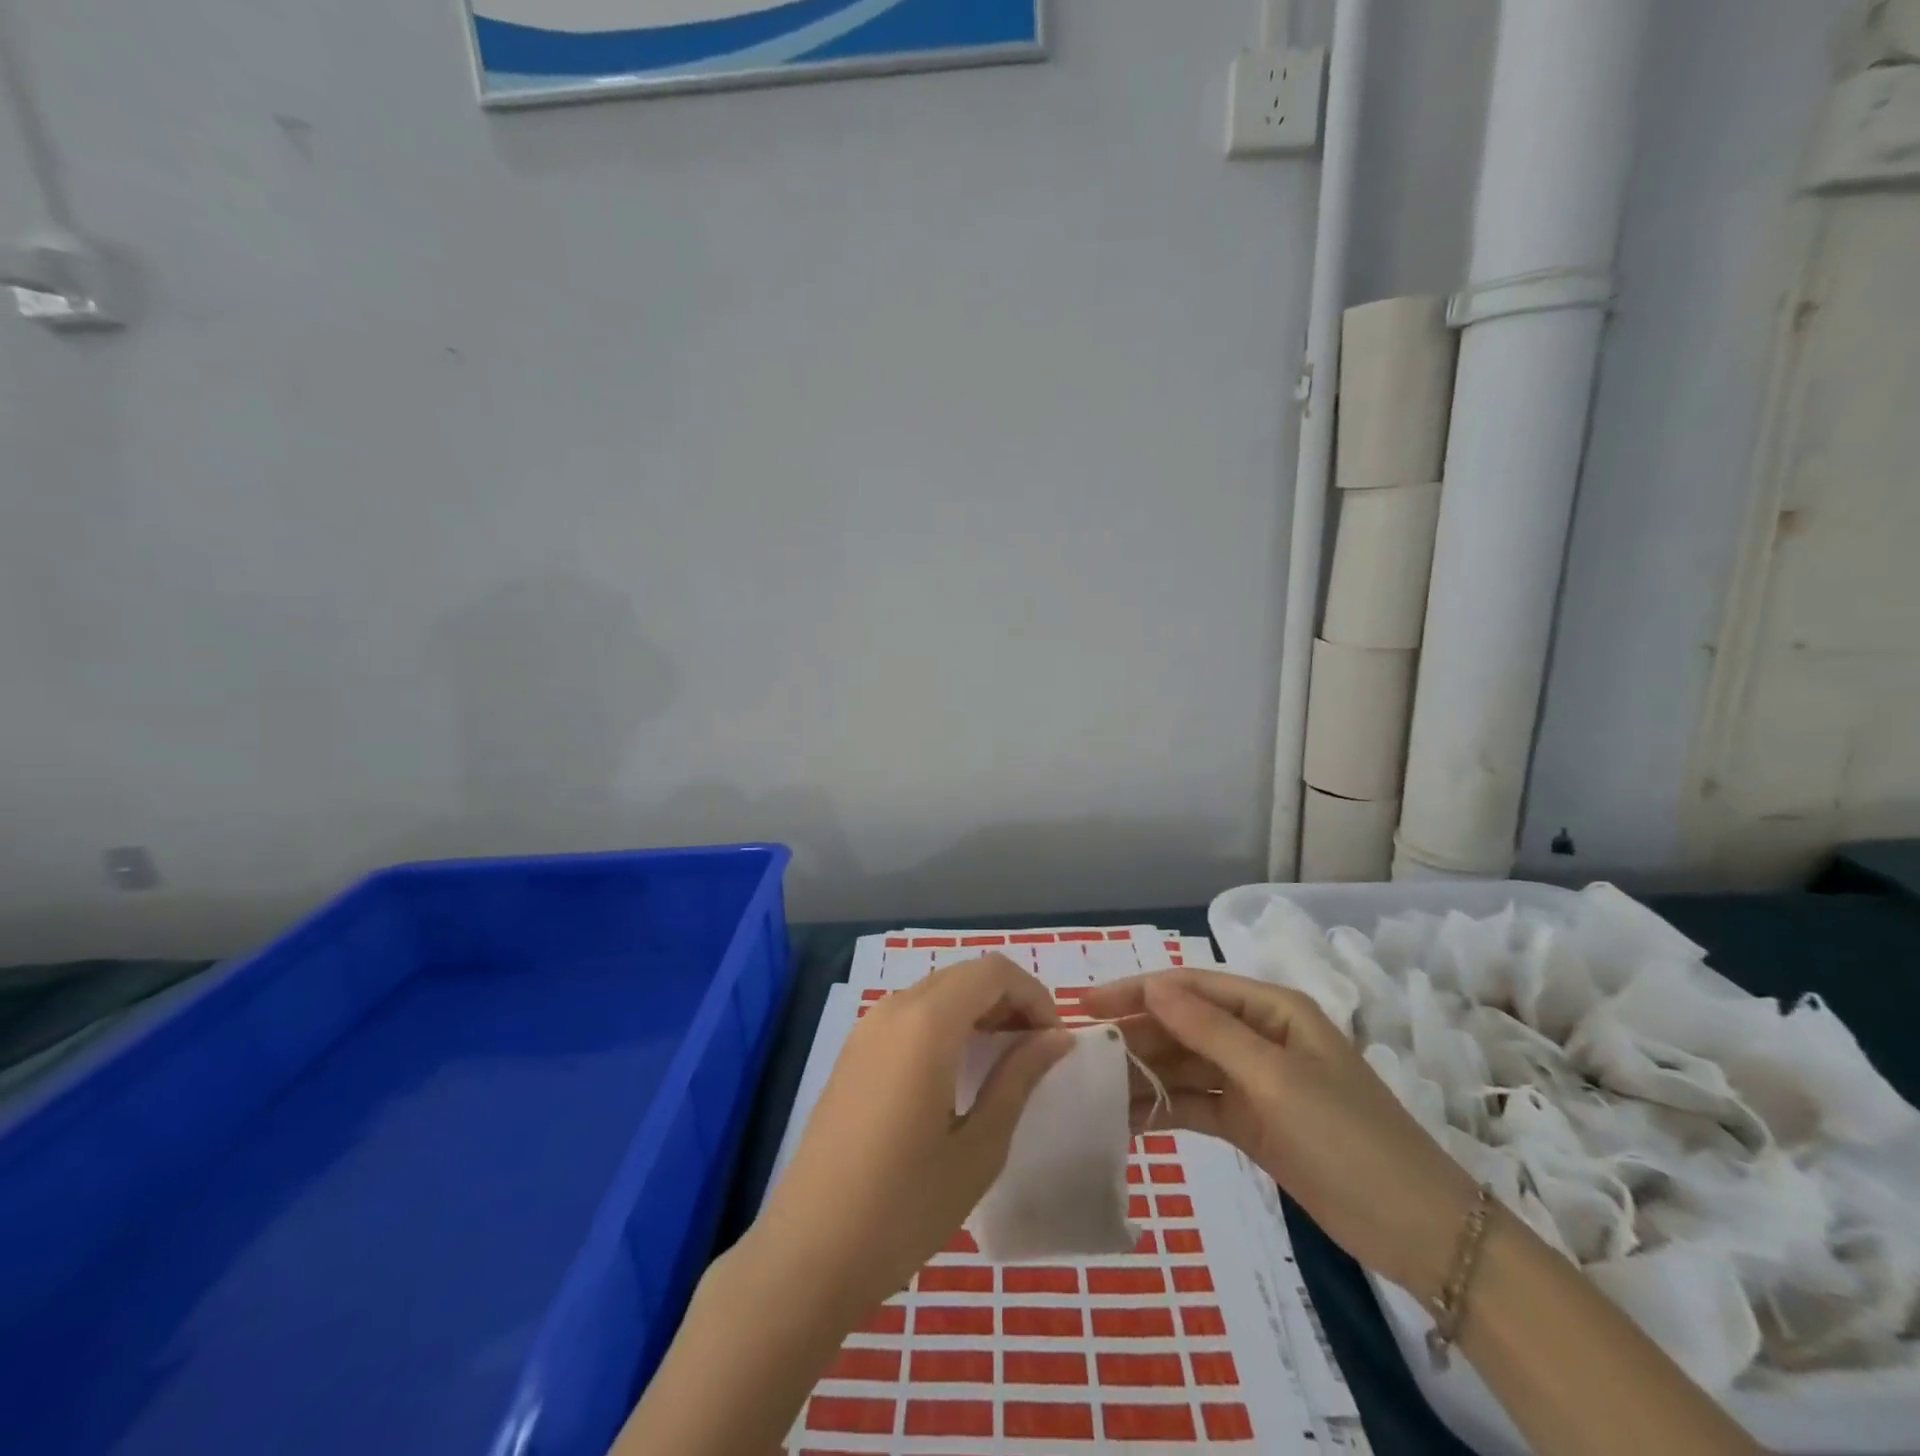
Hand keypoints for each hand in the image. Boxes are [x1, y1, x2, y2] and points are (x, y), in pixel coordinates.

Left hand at [754, 954, 1072, 1317]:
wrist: (808, 1253)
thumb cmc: (904, 1208)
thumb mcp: (979, 1148)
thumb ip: (1019, 1079)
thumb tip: (1057, 1036)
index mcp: (927, 1023)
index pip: (993, 971)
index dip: (1034, 995)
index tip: (1054, 1041)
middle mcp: (894, 1009)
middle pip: (964, 974)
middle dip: (1008, 999)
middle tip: (1035, 1051)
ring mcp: (866, 1028)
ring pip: (936, 991)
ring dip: (977, 1009)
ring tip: (1003, 1061)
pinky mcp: (852, 1051)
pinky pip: (910, 1014)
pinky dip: (945, 1023)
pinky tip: (957, 1073)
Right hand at [1083, 968, 1480, 1299]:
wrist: (1419, 1232)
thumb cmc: (1348, 1137)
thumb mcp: (1276, 1078)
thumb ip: (1210, 1031)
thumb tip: (1152, 985)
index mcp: (1271, 1009)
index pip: (1191, 987)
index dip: (1138, 991)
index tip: (1087, 1003)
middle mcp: (1259, 1036)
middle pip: (1184, 1024)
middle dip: (1136, 1035)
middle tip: (1082, 1051)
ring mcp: (1255, 1081)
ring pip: (1186, 1065)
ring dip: (1146, 1074)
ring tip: (1096, 1088)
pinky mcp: (1251, 1122)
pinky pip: (1198, 1104)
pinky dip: (1166, 1108)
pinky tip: (1129, 1118)